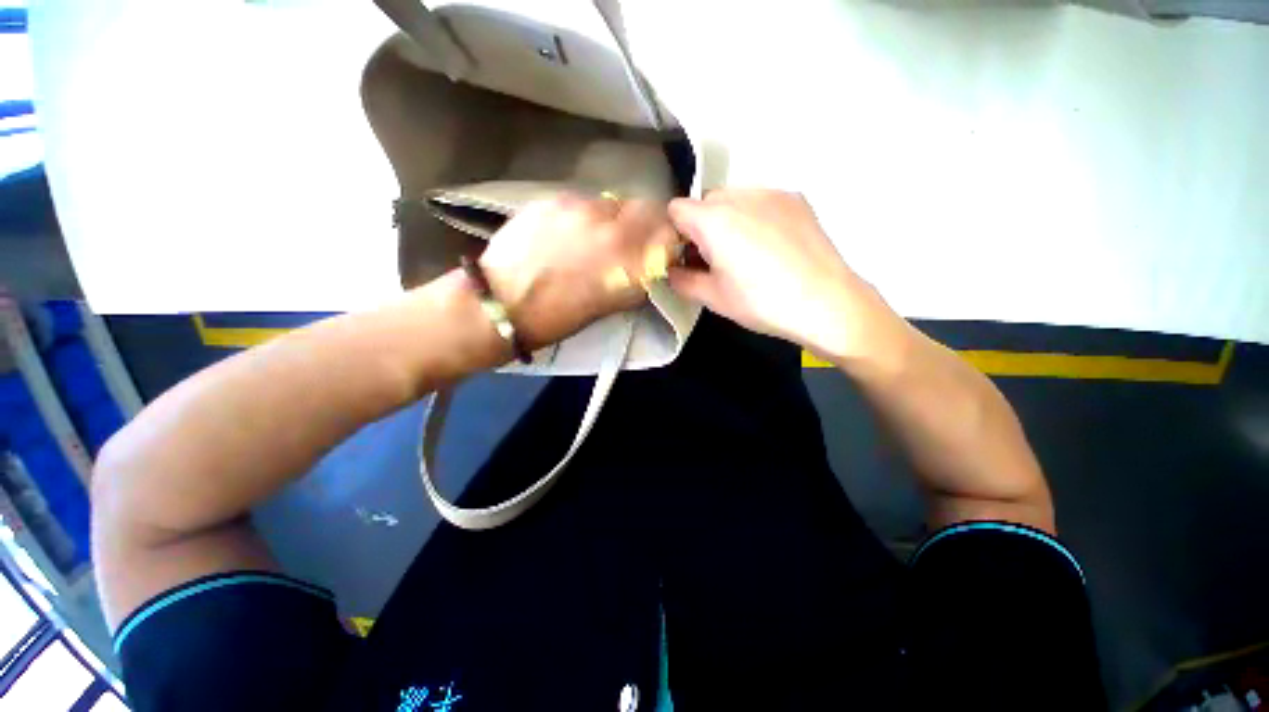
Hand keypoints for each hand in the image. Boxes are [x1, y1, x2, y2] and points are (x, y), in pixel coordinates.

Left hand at [479, 194, 678, 347]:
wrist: (502, 303)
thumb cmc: (560, 317)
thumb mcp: (612, 303)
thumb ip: (638, 277)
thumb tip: (652, 262)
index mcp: (630, 261)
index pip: (668, 231)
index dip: (667, 237)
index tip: (660, 245)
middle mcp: (612, 227)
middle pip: (645, 208)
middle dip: (643, 222)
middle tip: (627, 239)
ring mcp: (581, 208)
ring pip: (611, 203)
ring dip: (610, 218)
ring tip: (589, 238)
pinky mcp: (554, 199)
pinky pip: (581, 202)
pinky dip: (582, 216)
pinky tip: (564, 233)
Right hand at [667, 190, 901, 360]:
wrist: (826, 303)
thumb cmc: (762, 303)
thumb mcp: (713, 298)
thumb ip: (681, 281)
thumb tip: (671, 271)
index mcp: (713, 220)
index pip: (676, 209)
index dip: (676, 233)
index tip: (688, 257)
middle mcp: (740, 195)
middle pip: (705, 202)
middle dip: (702, 227)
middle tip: (717, 259)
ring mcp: (772, 193)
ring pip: (734, 199)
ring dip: (729, 220)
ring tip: (748, 252)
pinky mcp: (796, 198)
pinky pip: (761, 201)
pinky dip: (756, 217)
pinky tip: (772, 245)